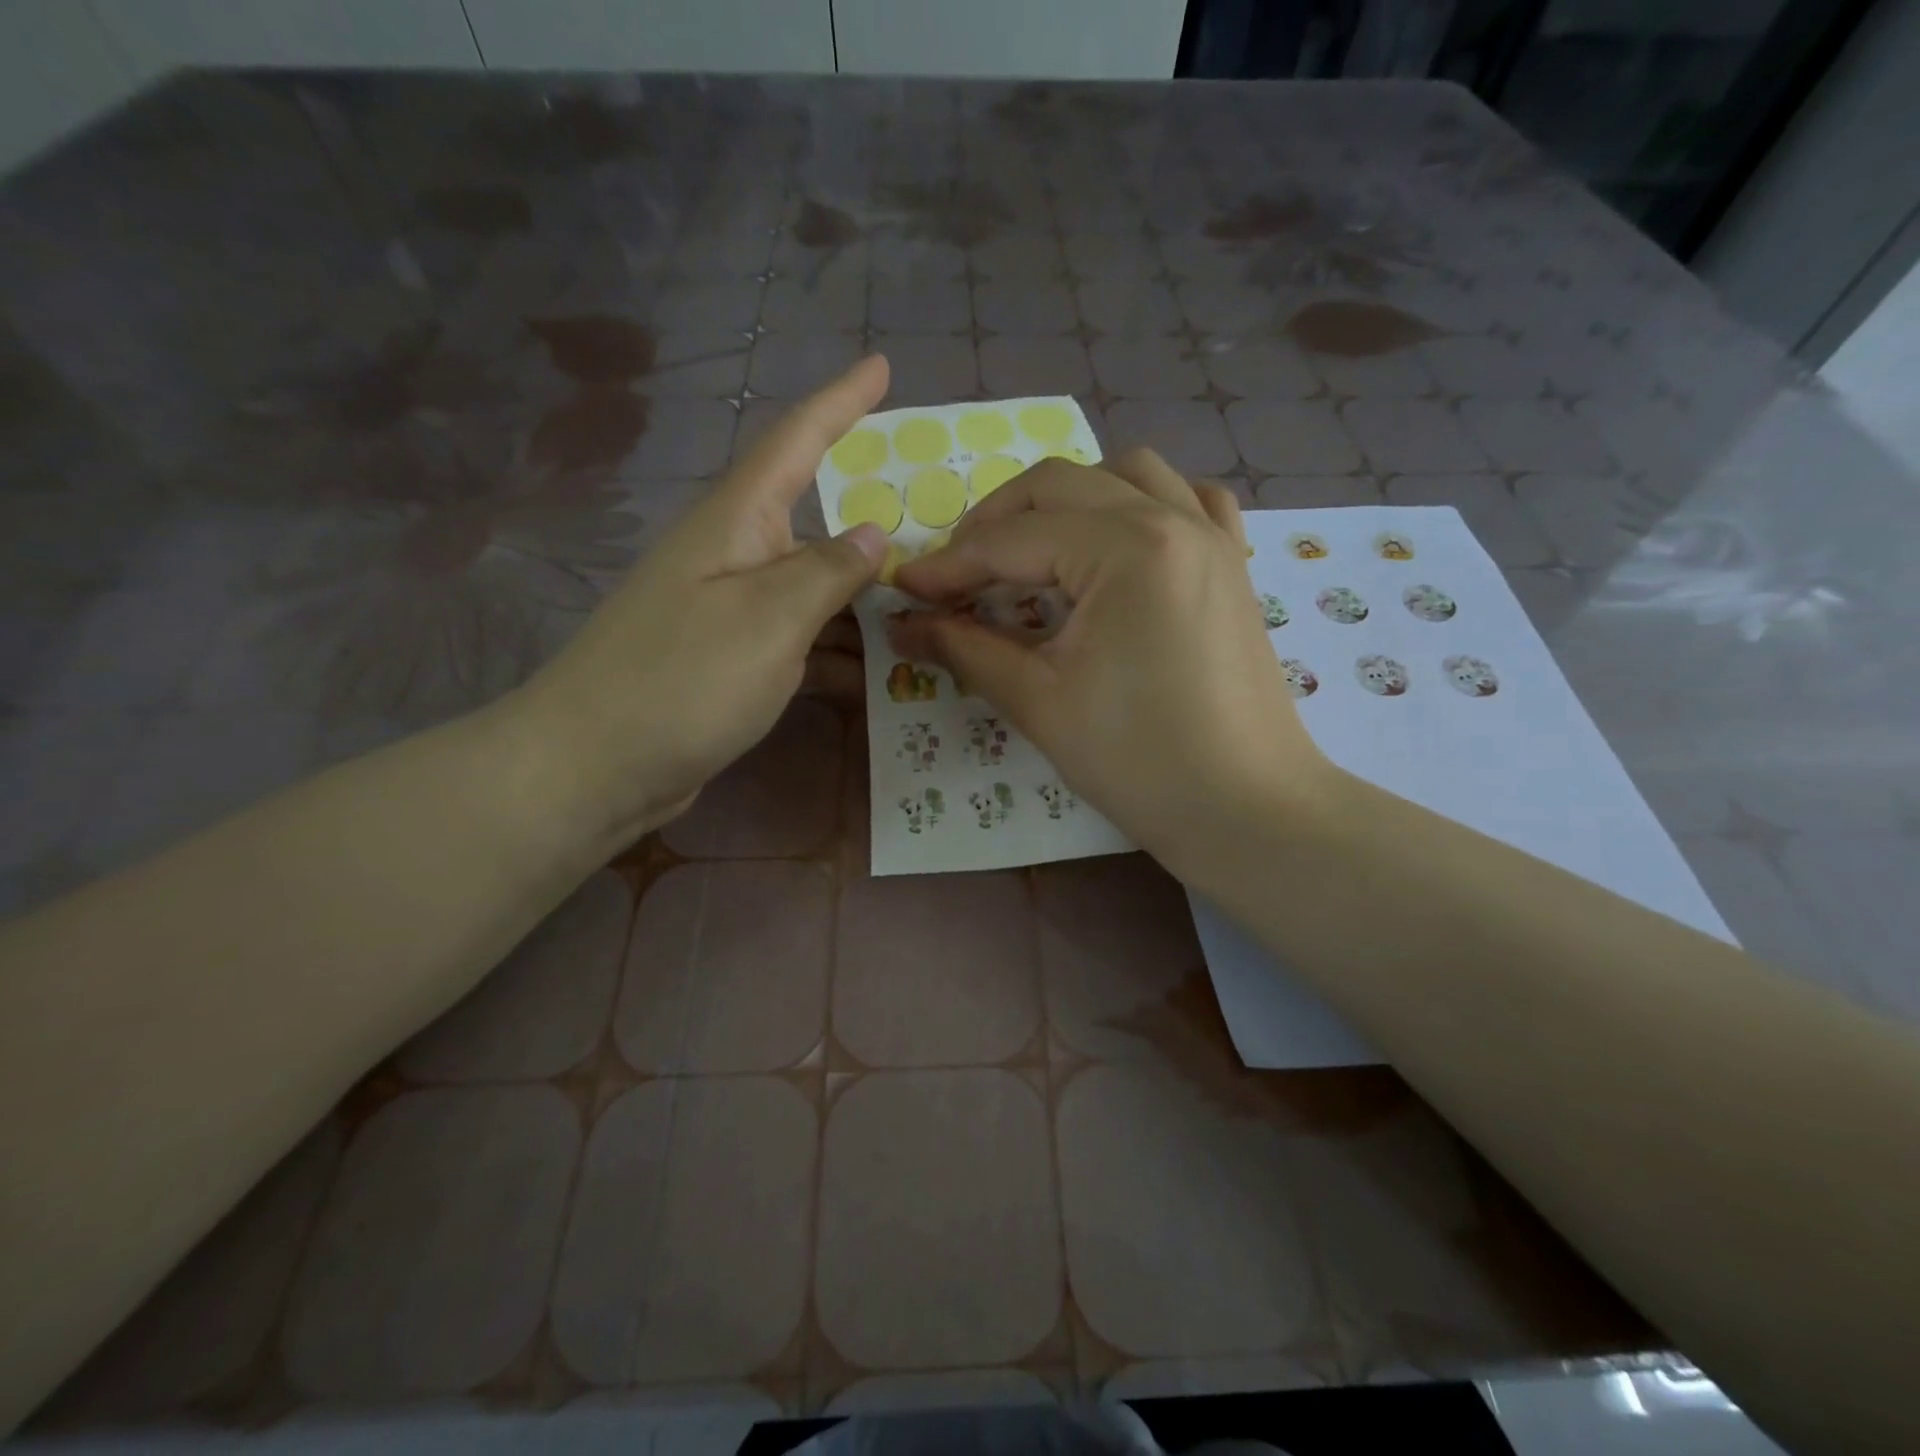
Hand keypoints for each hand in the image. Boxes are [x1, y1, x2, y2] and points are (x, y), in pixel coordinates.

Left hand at [513, 357, 889, 843]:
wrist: (595, 765)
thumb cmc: (683, 680)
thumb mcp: (769, 619)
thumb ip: (827, 571)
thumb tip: (875, 533)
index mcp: (736, 523)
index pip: (795, 441)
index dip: (840, 401)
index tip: (880, 365)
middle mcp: (733, 556)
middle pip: (815, 523)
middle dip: (872, 525)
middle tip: (938, 530)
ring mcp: (731, 612)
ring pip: (814, 590)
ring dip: (862, 602)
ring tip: (926, 612)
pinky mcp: (731, 662)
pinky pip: (800, 640)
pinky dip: (837, 652)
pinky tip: (877, 674)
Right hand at [891, 450, 1333, 868]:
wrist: (1247, 809)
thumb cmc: (1139, 761)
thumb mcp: (1039, 702)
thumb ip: (965, 649)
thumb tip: (902, 624)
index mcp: (1127, 549)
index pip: (1015, 540)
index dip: (950, 565)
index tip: (904, 590)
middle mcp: (1173, 519)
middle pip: (1060, 485)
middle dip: (996, 523)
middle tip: (956, 575)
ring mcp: (1211, 536)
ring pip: (1125, 474)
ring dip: (1064, 500)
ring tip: (1031, 551)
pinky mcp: (1231, 564)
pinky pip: (1187, 499)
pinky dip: (1141, 504)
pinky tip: (1118, 541)